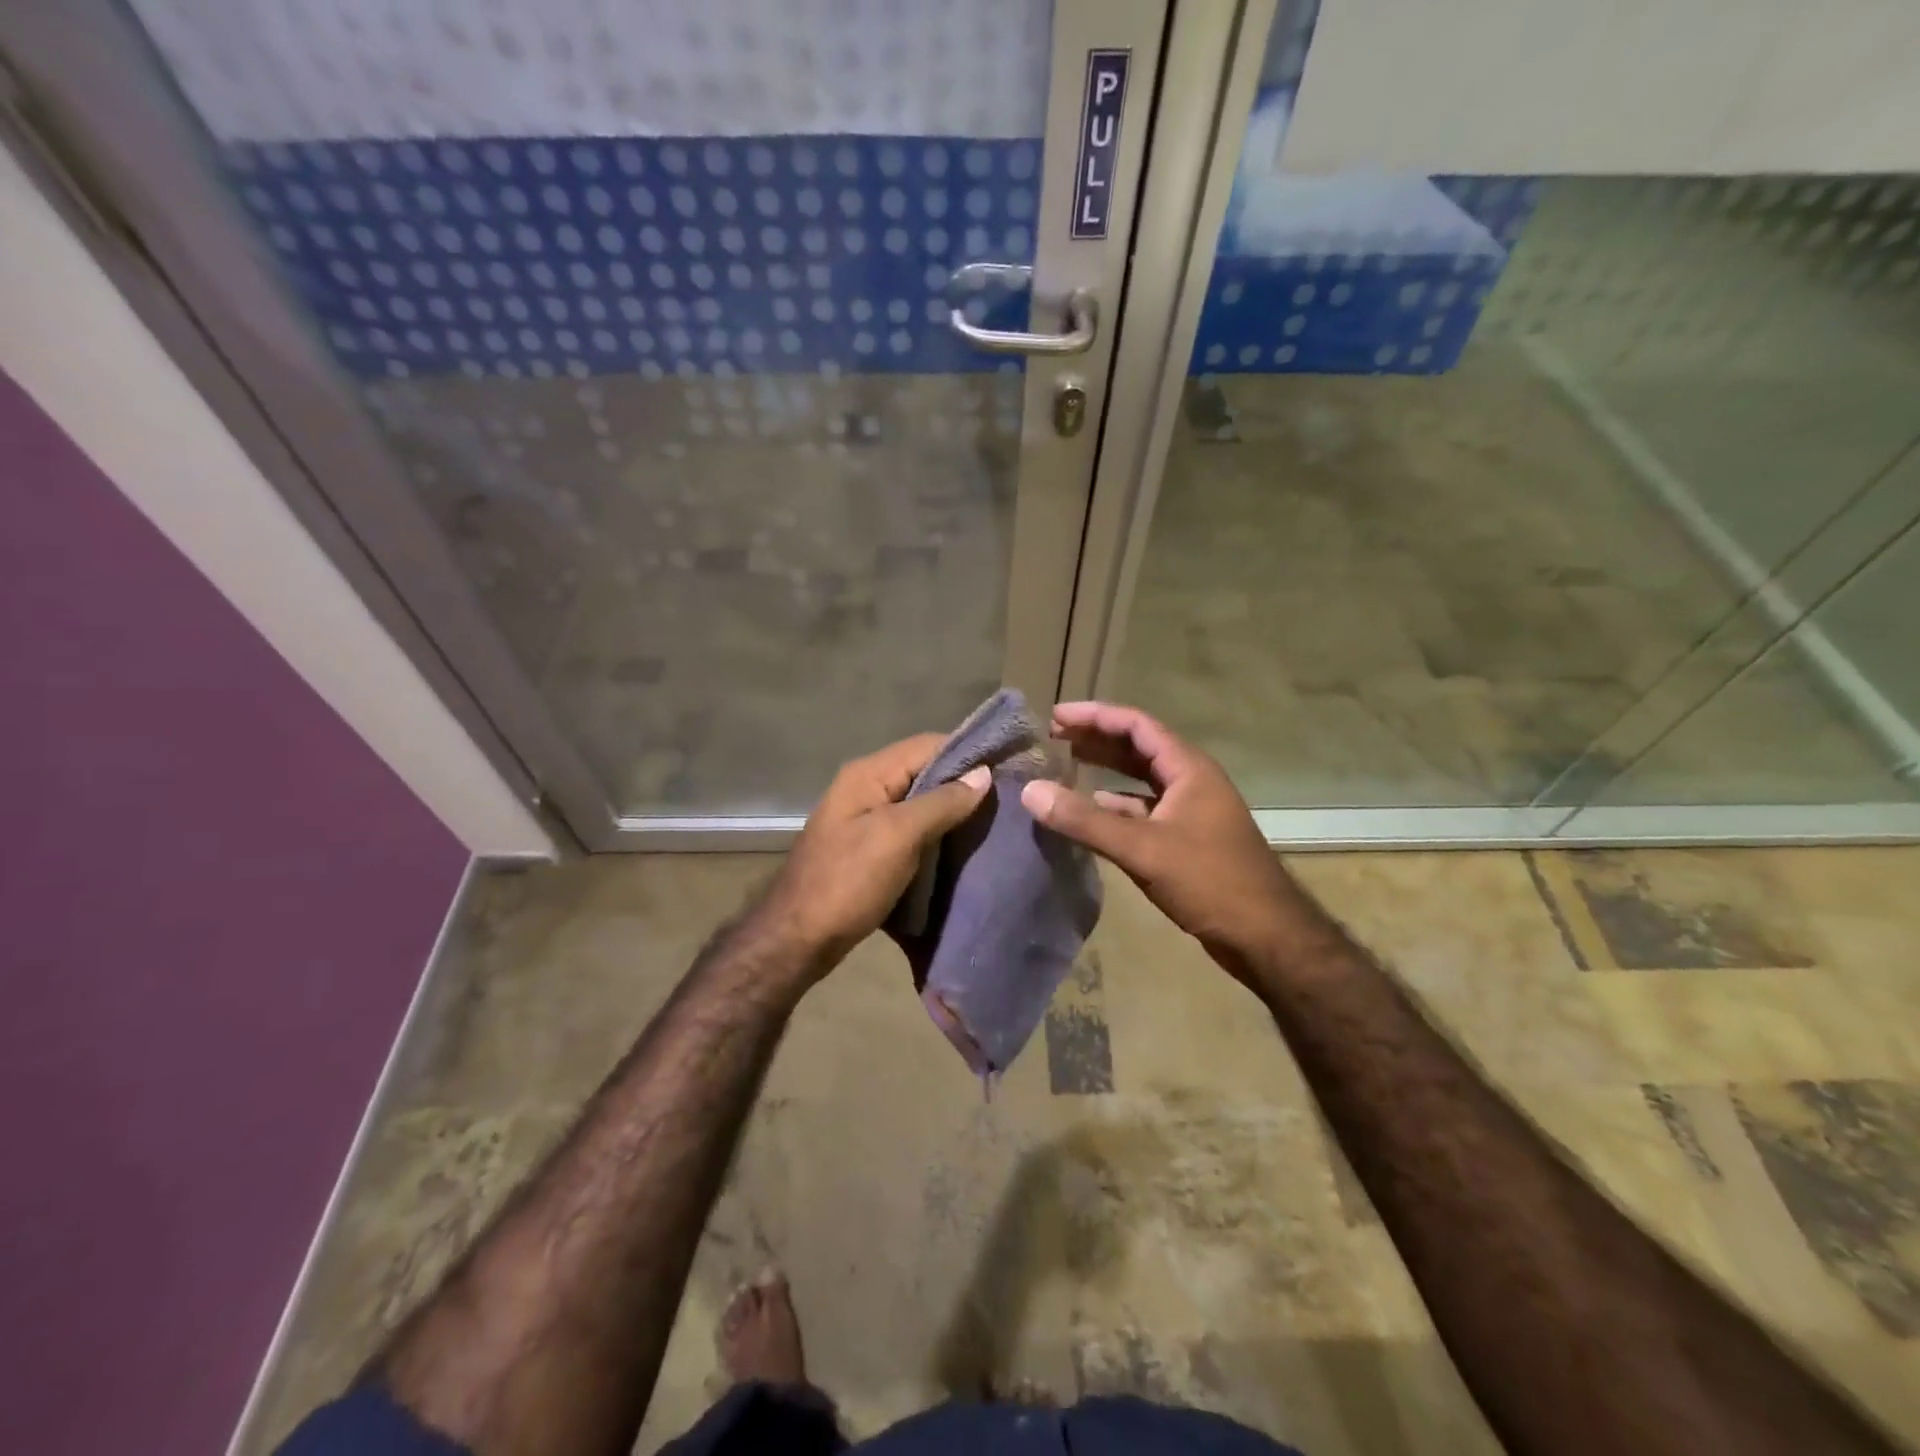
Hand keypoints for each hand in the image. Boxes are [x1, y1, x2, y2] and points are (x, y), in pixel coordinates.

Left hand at [756, 733, 990, 972]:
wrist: (797, 939)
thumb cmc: (847, 882)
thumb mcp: (898, 837)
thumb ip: (941, 802)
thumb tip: (982, 774)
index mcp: (868, 774)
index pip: (928, 744)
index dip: (968, 752)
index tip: (1009, 765)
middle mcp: (865, 788)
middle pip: (923, 771)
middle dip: (963, 782)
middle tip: (1006, 798)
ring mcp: (864, 819)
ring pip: (919, 802)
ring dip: (951, 810)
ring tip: (992, 821)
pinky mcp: (868, 847)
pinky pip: (910, 829)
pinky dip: (935, 833)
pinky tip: (961, 846)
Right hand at [1020, 702, 1298, 965]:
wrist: (1265, 936)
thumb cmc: (1210, 881)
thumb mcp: (1143, 849)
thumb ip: (1085, 821)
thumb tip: (1031, 791)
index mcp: (1189, 769)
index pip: (1137, 725)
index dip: (1096, 716)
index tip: (1056, 716)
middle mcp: (1191, 782)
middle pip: (1138, 747)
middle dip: (1097, 738)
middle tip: (1054, 736)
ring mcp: (1191, 811)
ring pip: (1141, 780)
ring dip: (1105, 770)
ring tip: (1066, 764)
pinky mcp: (1187, 840)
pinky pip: (1144, 810)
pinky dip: (1115, 805)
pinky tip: (1091, 811)